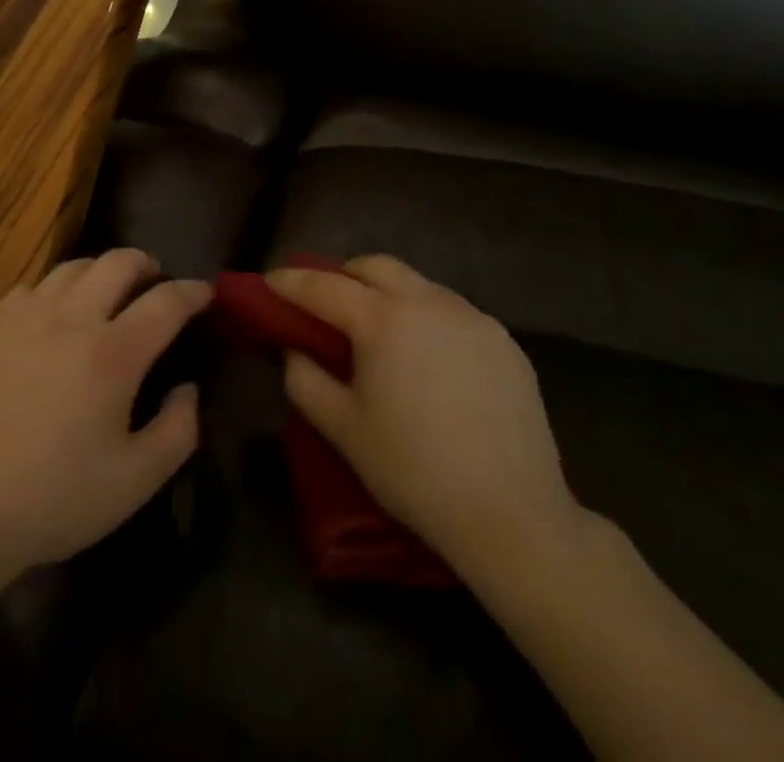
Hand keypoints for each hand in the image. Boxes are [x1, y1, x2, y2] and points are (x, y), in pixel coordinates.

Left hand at [0, 249, 209, 580]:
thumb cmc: (54, 499)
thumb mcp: (135, 481)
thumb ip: (178, 430)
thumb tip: (188, 387)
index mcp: (112, 354)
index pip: (165, 302)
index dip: (191, 292)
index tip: (205, 292)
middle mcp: (70, 319)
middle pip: (117, 262)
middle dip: (146, 263)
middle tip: (155, 279)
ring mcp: (25, 316)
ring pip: (73, 266)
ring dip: (101, 270)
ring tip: (107, 290)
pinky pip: (33, 286)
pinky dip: (56, 288)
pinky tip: (55, 312)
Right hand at [269, 255, 583, 579]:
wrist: (513, 516)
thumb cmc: (414, 471)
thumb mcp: (343, 429)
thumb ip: (305, 380)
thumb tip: (295, 350)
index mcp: (383, 320)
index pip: (324, 286)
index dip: (291, 282)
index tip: (270, 281)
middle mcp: (429, 303)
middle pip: (376, 266)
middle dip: (344, 275)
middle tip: (328, 303)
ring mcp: (473, 319)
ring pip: (419, 285)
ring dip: (389, 295)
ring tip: (381, 332)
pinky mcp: (504, 342)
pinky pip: (454, 313)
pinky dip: (428, 319)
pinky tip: (429, 359)